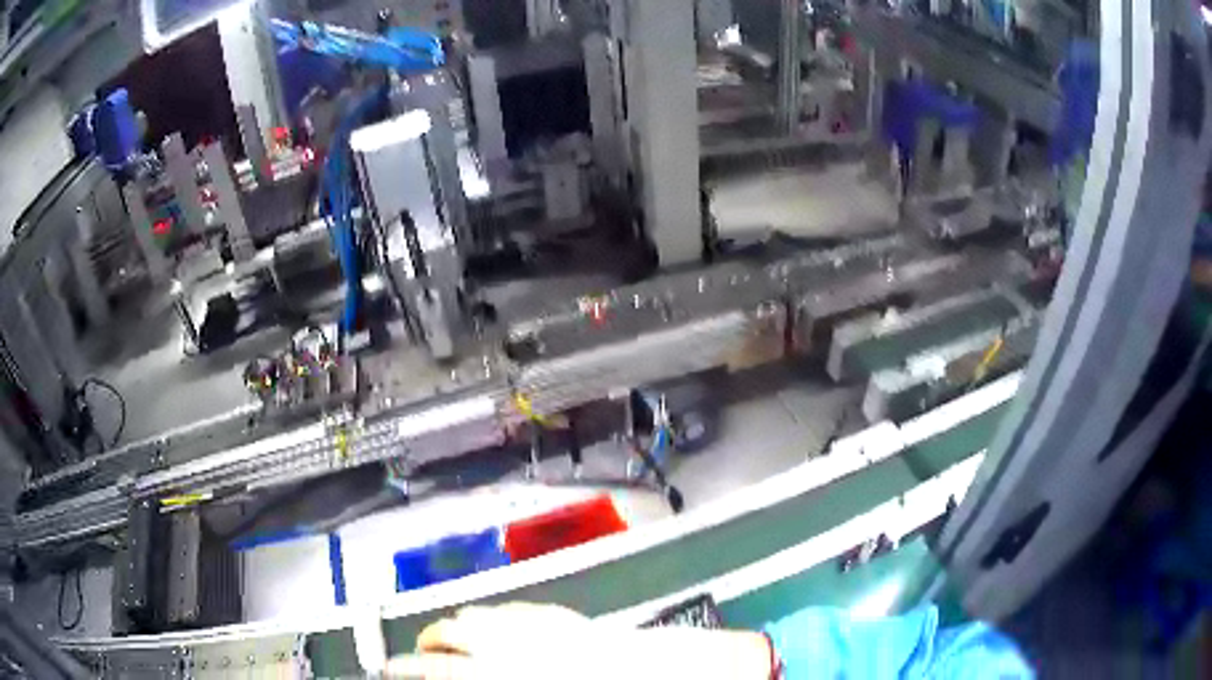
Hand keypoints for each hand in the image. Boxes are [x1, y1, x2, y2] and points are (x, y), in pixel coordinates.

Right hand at [385, 602, 771, 679]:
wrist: (670, 676)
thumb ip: (498, 673)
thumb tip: (470, 673)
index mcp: (507, 670)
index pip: (437, 669)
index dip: (407, 670)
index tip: (389, 671)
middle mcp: (515, 645)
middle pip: (450, 637)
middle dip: (424, 647)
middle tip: (412, 657)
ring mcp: (541, 626)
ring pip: (479, 616)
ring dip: (458, 628)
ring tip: (448, 636)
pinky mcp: (566, 618)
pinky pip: (516, 612)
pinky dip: (496, 618)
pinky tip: (496, 622)